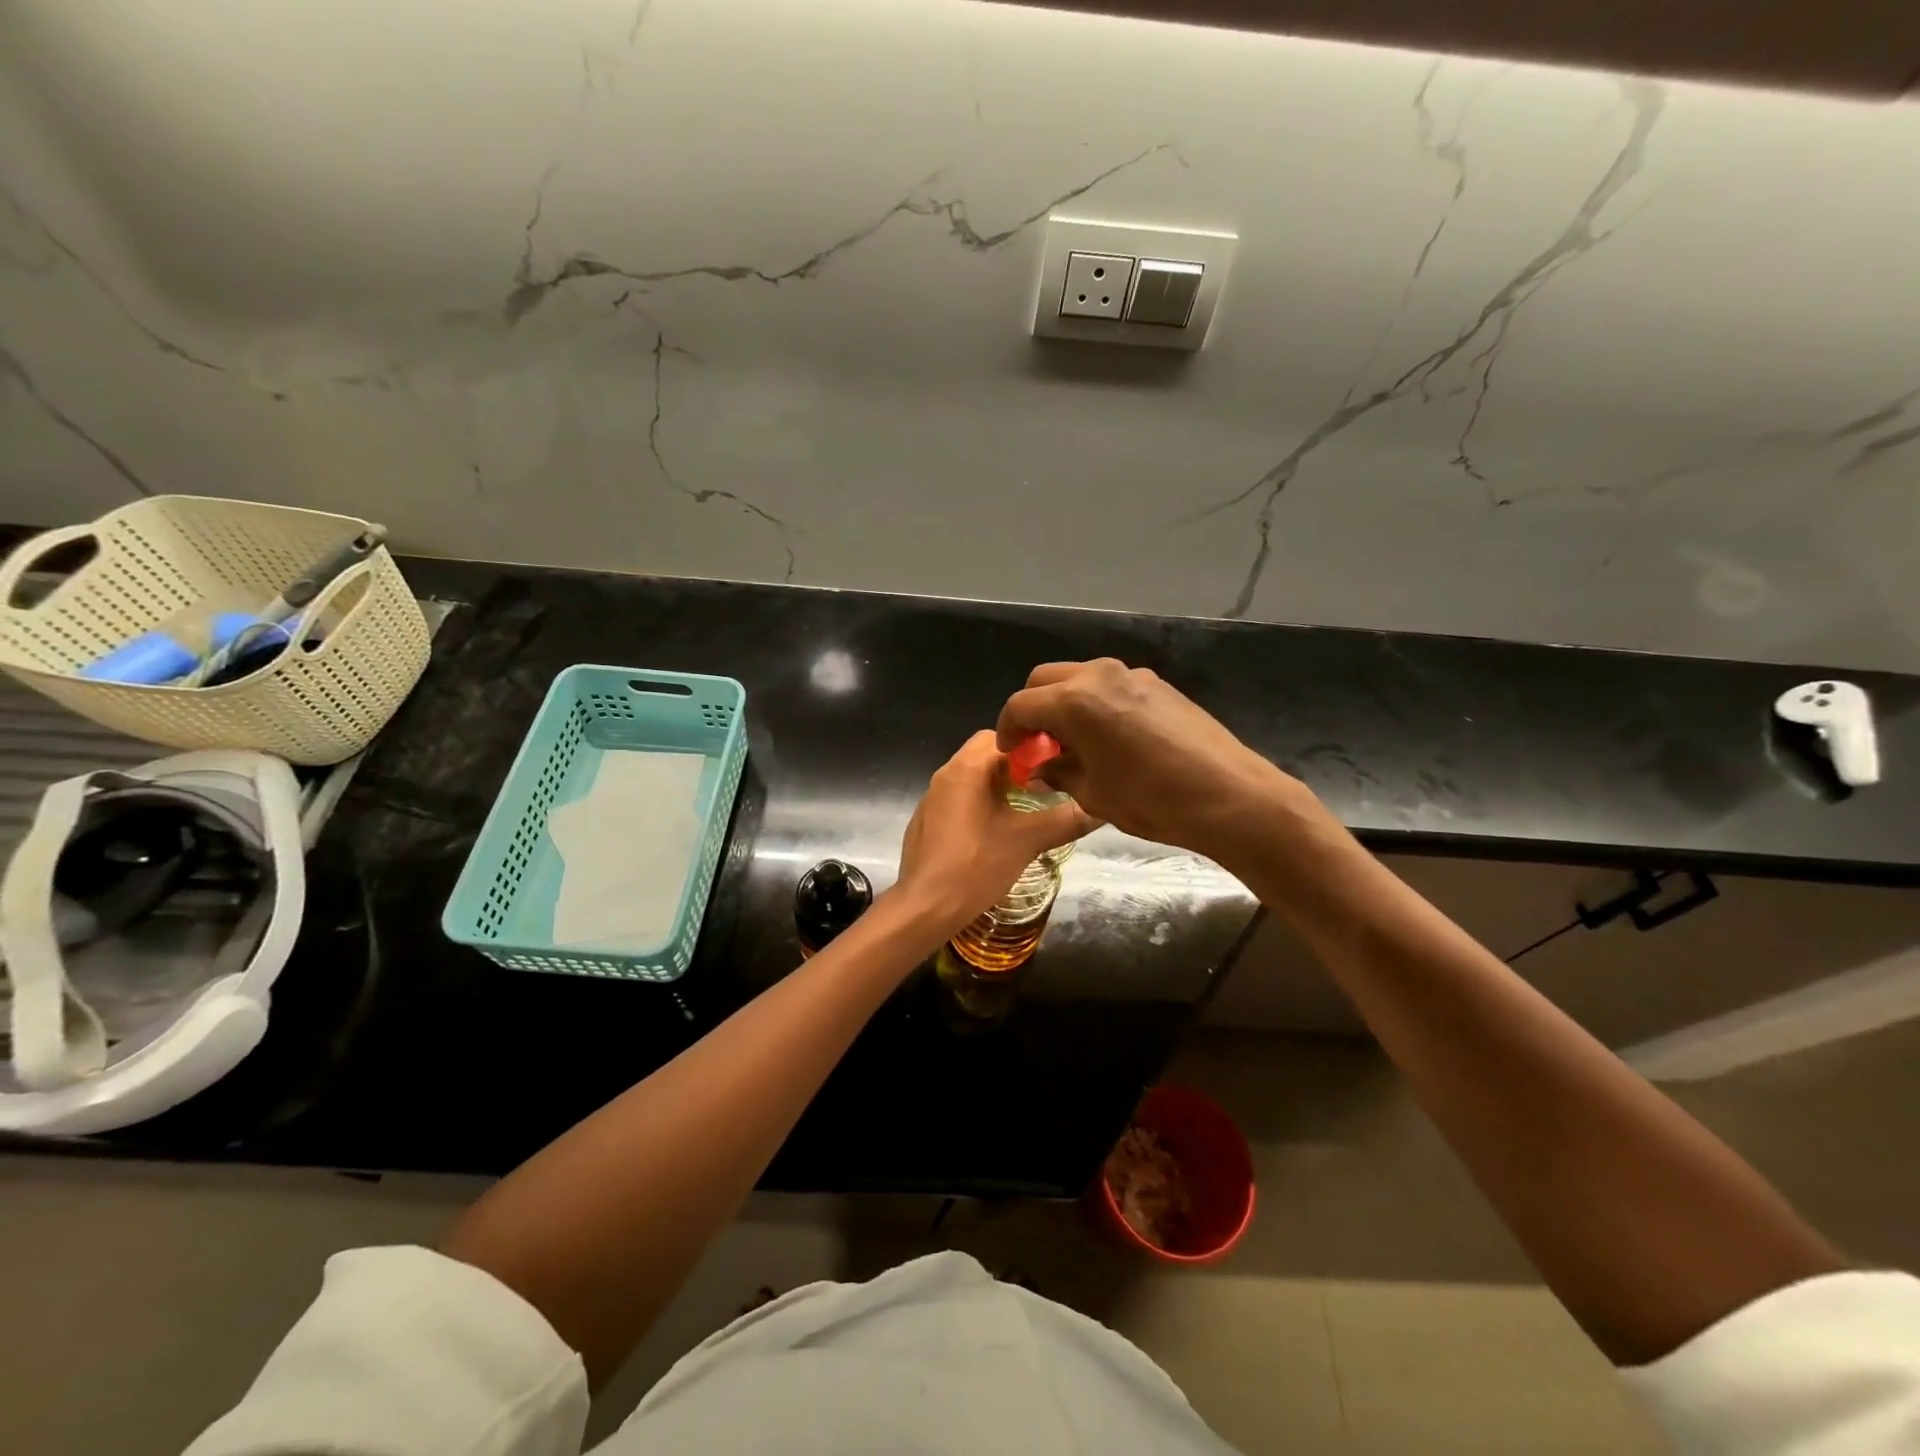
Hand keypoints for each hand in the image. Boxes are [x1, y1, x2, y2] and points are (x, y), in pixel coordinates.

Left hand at [892, 731, 1096, 942]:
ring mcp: (932, 799)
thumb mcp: (1027, 841)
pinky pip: (959, 799)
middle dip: (1017, 766)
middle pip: (986, 754)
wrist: (925, 907)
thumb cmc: (976, 866)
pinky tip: (996, 831)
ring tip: (1027, 808)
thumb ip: (1065, 820)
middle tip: (1045, 787)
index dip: (1032, 747)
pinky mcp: (927, 821)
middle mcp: (945, 775)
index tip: (1056, 765)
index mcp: (966, 768)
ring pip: (972, 777)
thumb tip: (1100, 809)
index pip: (1002, 736)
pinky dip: (980, 804)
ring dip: (999, 786)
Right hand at [996, 659, 1302, 862]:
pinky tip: (1109, 738)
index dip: (1008, 730)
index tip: (1012, 754)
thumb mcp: (1093, 794)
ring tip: (1073, 743)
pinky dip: (1095, 704)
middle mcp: (1100, 675)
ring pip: (1079, 678)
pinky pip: (1110, 686)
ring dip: (1065, 703)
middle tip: (1038, 745)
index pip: (1021, 705)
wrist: (1231, 796)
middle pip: (1045, 679)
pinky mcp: (1158, 684)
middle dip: (1033, 709)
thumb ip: (1057, 773)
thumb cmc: (1153, 801)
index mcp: (1076, 701)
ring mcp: (1132, 675)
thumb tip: (1040, 769)